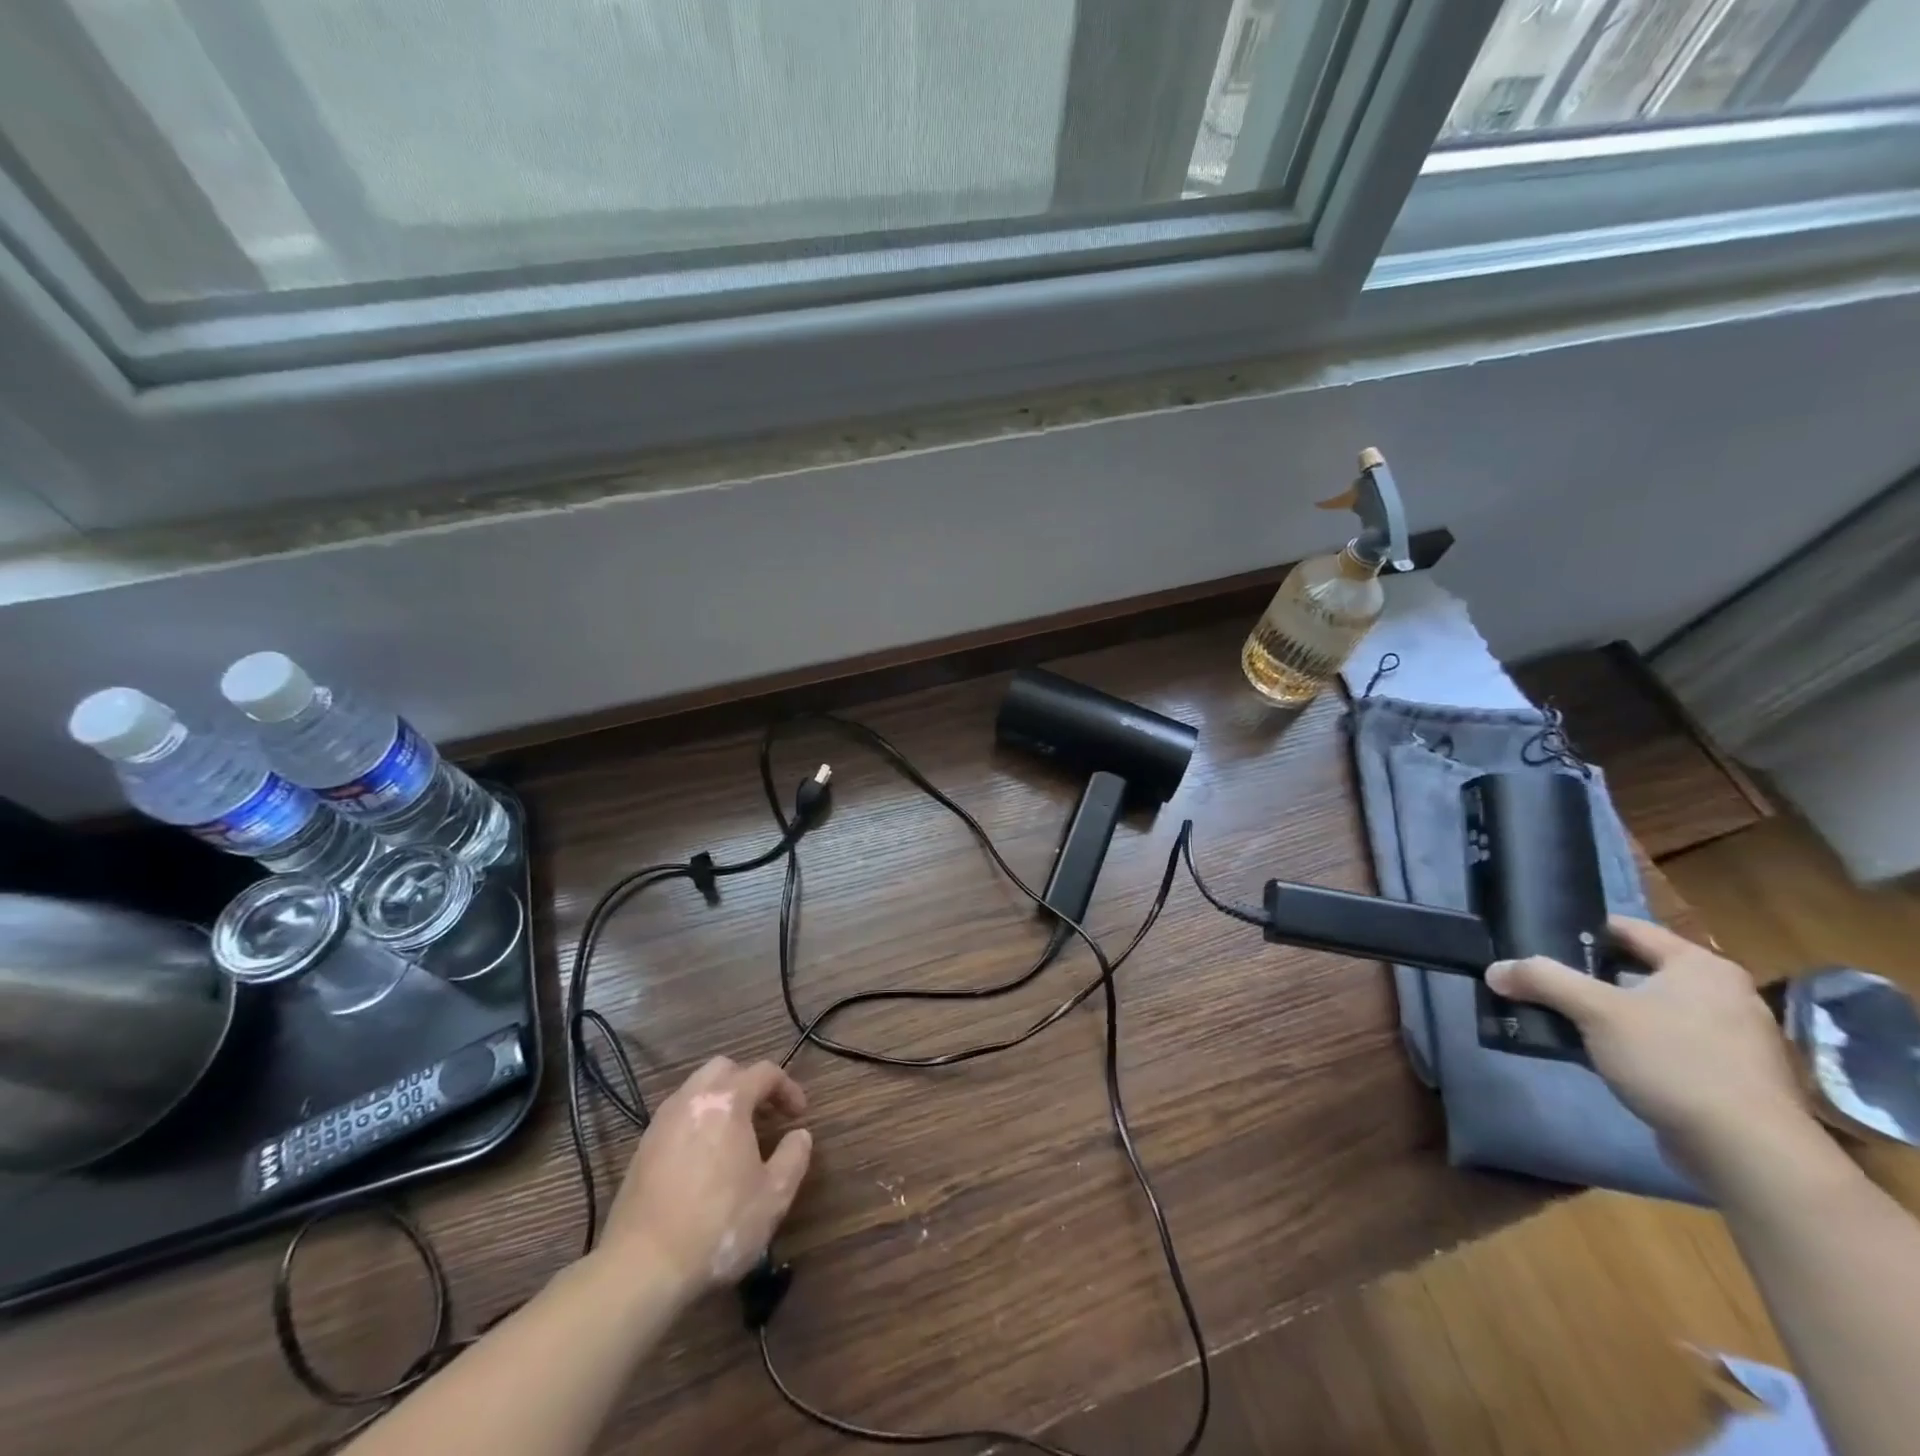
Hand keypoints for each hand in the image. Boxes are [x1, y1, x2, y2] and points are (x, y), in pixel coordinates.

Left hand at [599, 1056, 812, 1299]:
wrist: (641, 1267)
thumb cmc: (717, 1226)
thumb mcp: (773, 1196)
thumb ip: (794, 1157)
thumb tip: (800, 1135)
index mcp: (727, 1101)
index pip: (764, 1072)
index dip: (788, 1088)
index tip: (799, 1115)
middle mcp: (692, 1099)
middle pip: (725, 1068)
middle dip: (750, 1083)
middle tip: (765, 1114)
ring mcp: (662, 1122)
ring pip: (696, 1089)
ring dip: (720, 1100)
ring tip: (735, 1135)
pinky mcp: (642, 1149)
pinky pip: (677, 1117)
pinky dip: (697, 1122)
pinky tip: (704, 1158)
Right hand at [1486, 916, 1815, 1182]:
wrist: (1748, 1152)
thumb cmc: (1674, 1061)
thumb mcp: (1595, 1012)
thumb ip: (1542, 981)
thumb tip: (1495, 970)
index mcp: (1701, 966)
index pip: (1629, 929)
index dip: (1581, 930)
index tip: (1540, 940)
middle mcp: (1724, 994)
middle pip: (1637, 970)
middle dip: (1588, 977)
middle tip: (1543, 982)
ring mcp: (1732, 1039)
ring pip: (1650, 1010)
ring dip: (1607, 1014)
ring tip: (1562, 1020)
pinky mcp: (1729, 1077)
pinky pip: (1666, 1045)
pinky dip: (1631, 1045)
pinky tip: (1600, 1058)